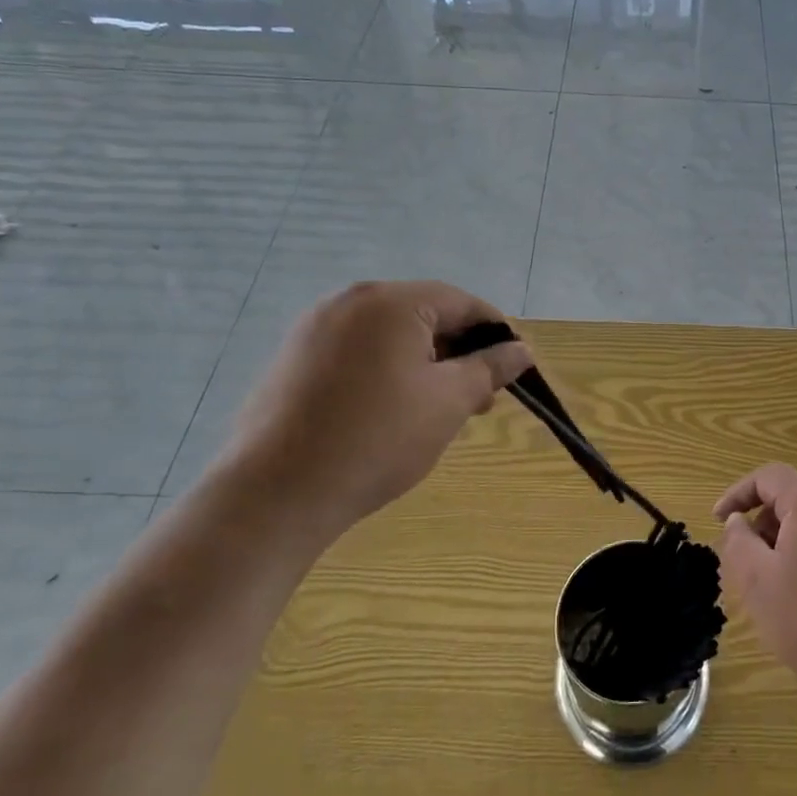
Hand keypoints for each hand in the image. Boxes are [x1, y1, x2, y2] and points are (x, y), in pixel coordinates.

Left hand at [218, 281, 531, 543]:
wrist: (275, 494)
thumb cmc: (377, 438)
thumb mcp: (449, 401)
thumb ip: (490, 367)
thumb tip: (522, 350)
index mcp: (390, 301)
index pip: (461, 302)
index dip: (496, 332)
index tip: (516, 368)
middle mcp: (349, 301)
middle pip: (424, 315)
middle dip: (460, 353)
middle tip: (481, 399)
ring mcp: (314, 329)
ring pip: (390, 336)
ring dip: (425, 364)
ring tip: (441, 410)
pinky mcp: (293, 360)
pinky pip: (357, 353)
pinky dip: (387, 372)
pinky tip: (393, 413)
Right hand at [714, 464, 796, 701]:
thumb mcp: (759, 583)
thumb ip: (739, 542)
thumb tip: (738, 521)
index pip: (769, 476)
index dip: (738, 493)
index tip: (718, 520)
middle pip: (794, 497)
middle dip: (764, 523)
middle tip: (748, 562)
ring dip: (789, 542)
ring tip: (778, 585)